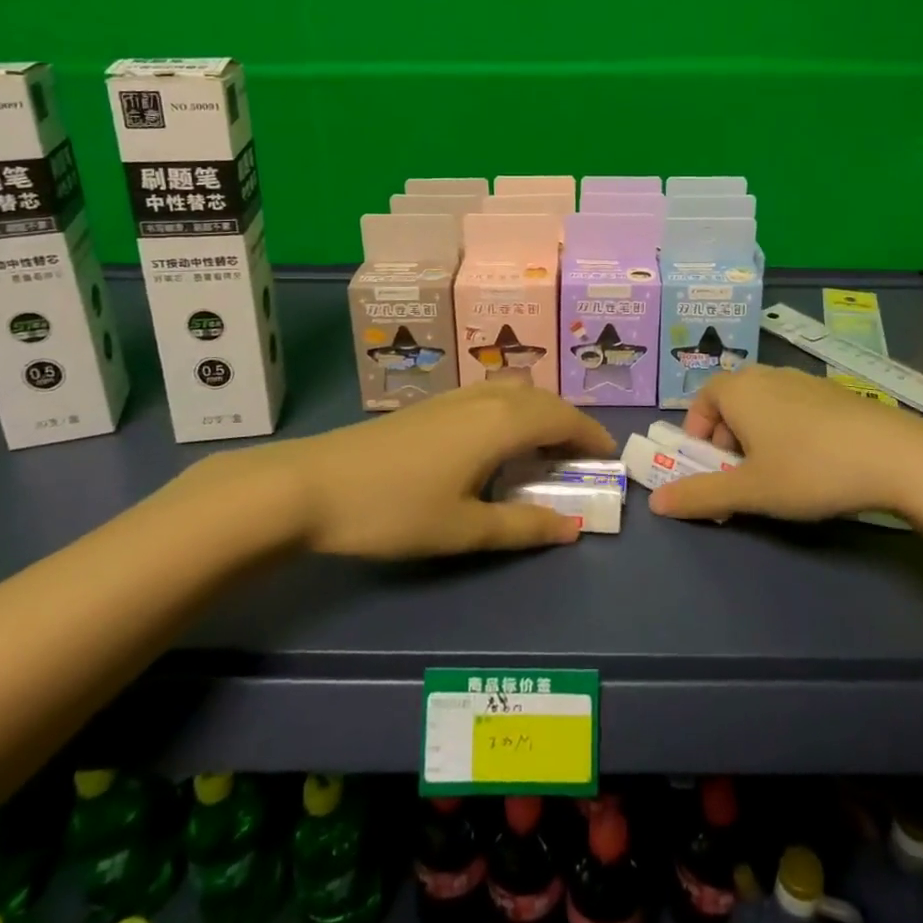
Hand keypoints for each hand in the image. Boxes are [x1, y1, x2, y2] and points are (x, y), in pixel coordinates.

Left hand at [177, 384, 617, 559]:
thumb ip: (523, 526)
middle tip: (581, 459)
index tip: (609, 458)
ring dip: (540, 415)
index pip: (563, 418)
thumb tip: (574, 527)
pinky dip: (513, 412)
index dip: (591, 435)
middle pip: (542, 400)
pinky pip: (491, 397)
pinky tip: (497, 442)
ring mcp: (454, 397)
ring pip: (515, 394)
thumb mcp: (464, 528)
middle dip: (569, 424)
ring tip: (545, 451)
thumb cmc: (395, 509)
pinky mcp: (431, 404)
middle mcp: (485, 399)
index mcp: (502, 423)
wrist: (313, 484)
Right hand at [648, 364, 922, 523]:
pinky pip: (794, 408)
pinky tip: (813, 464)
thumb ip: (700, 495)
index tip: (707, 466)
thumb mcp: (749, 491)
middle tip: (739, 476)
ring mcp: (804, 381)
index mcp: (739, 389)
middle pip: (732, 401)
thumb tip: (656, 504)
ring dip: (757, 436)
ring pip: (764, 405)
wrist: (896, 456)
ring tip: (776, 474)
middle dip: (726, 438)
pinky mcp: (835, 393)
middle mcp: (767, 375)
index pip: (701, 399)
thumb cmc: (809, 469)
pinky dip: (788, 431)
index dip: (696, 432)